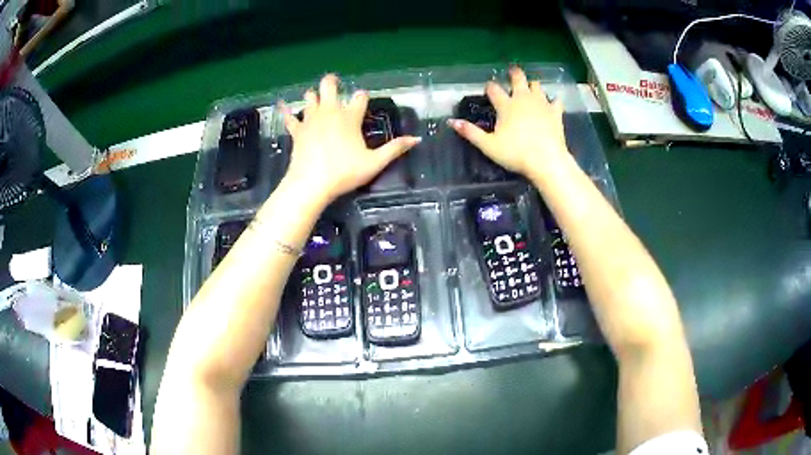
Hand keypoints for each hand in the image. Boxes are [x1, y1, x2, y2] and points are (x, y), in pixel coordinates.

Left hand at [280, 74, 420, 204]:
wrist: (311, 184)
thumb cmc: (344, 173)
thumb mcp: (374, 163)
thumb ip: (395, 149)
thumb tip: (416, 139)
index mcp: (349, 117)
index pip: (359, 97)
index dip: (362, 97)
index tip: (363, 101)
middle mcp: (329, 112)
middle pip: (329, 86)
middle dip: (332, 82)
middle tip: (334, 84)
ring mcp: (311, 119)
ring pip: (310, 97)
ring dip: (314, 95)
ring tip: (316, 98)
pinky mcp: (297, 131)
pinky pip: (290, 117)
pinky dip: (287, 111)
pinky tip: (282, 105)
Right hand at [449, 66, 569, 177]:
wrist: (546, 160)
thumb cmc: (515, 153)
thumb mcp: (488, 145)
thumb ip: (470, 132)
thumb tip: (451, 122)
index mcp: (506, 105)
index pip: (494, 89)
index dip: (490, 87)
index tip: (488, 88)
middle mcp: (523, 98)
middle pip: (518, 78)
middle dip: (514, 74)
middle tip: (512, 71)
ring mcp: (541, 103)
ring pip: (537, 85)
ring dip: (532, 85)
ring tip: (530, 87)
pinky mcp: (556, 112)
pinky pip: (556, 101)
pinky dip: (553, 100)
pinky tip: (553, 103)